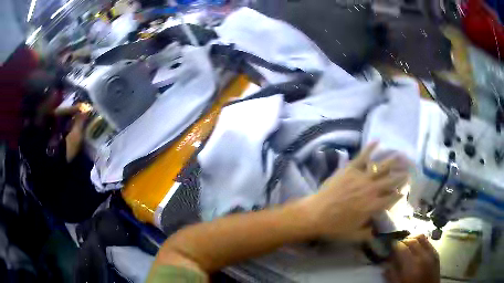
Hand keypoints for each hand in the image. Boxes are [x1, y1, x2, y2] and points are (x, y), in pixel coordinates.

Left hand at [302, 143, 408, 240]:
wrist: (315, 214)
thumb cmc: (334, 227)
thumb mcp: (354, 236)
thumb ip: (368, 234)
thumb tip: (377, 231)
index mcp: (374, 206)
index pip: (392, 198)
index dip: (399, 194)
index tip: (404, 191)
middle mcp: (372, 190)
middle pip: (391, 181)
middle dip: (402, 175)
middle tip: (410, 169)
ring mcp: (361, 178)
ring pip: (381, 167)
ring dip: (393, 160)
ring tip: (402, 154)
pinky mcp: (350, 169)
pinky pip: (362, 156)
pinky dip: (370, 148)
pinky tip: (377, 141)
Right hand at [384, 235, 439, 282]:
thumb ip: (392, 274)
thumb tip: (386, 262)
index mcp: (412, 266)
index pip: (402, 248)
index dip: (394, 246)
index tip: (389, 247)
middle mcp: (423, 256)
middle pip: (411, 240)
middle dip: (402, 241)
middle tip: (396, 246)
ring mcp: (431, 253)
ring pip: (421, 237)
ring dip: (412, 238)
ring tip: (406, 245)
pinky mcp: (436, 253)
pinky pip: (428, 242)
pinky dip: (420, 241)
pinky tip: (416, 248)